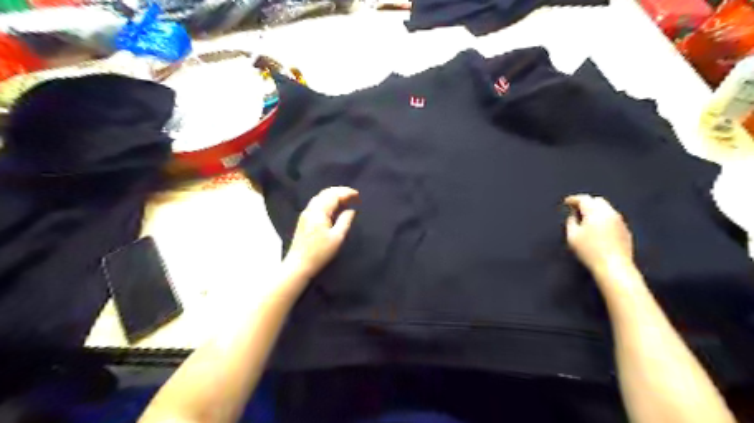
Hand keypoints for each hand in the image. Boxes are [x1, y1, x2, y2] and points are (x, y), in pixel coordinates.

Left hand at [283, 187, 357, 281]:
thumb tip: (352, 210)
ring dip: (334, 196)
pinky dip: (328, 201)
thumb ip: (345, 221)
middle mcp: (311, 209)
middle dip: (340, 192)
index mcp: (319, 212)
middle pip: (326, 193)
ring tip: (346, 201)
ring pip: (321, 197)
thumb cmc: (320, 253)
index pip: (334, 195)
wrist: (299, 265)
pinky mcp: (304, 219)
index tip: (358, 195)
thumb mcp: (337, 238)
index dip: (347, 193)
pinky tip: (335, 208)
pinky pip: (317, 204)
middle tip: (353, 196)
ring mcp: (306, 214)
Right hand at [562, 194, 631, 272]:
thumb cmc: (589, 251)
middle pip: (597, 201)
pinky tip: (598, 228)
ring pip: (607, 209)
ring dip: (596, 210)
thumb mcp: (572, 236)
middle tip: (576, 209)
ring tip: (586, 219)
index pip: (584, 199)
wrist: (614, 267)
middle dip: (586, 202)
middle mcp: (610, 213)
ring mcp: (620, 221)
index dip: (573, 199)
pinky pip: (612, 218)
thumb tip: (573, 215)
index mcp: (595, 212)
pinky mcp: (625, 231)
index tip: (566, 202)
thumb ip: (571, 222)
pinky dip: (603, 218)